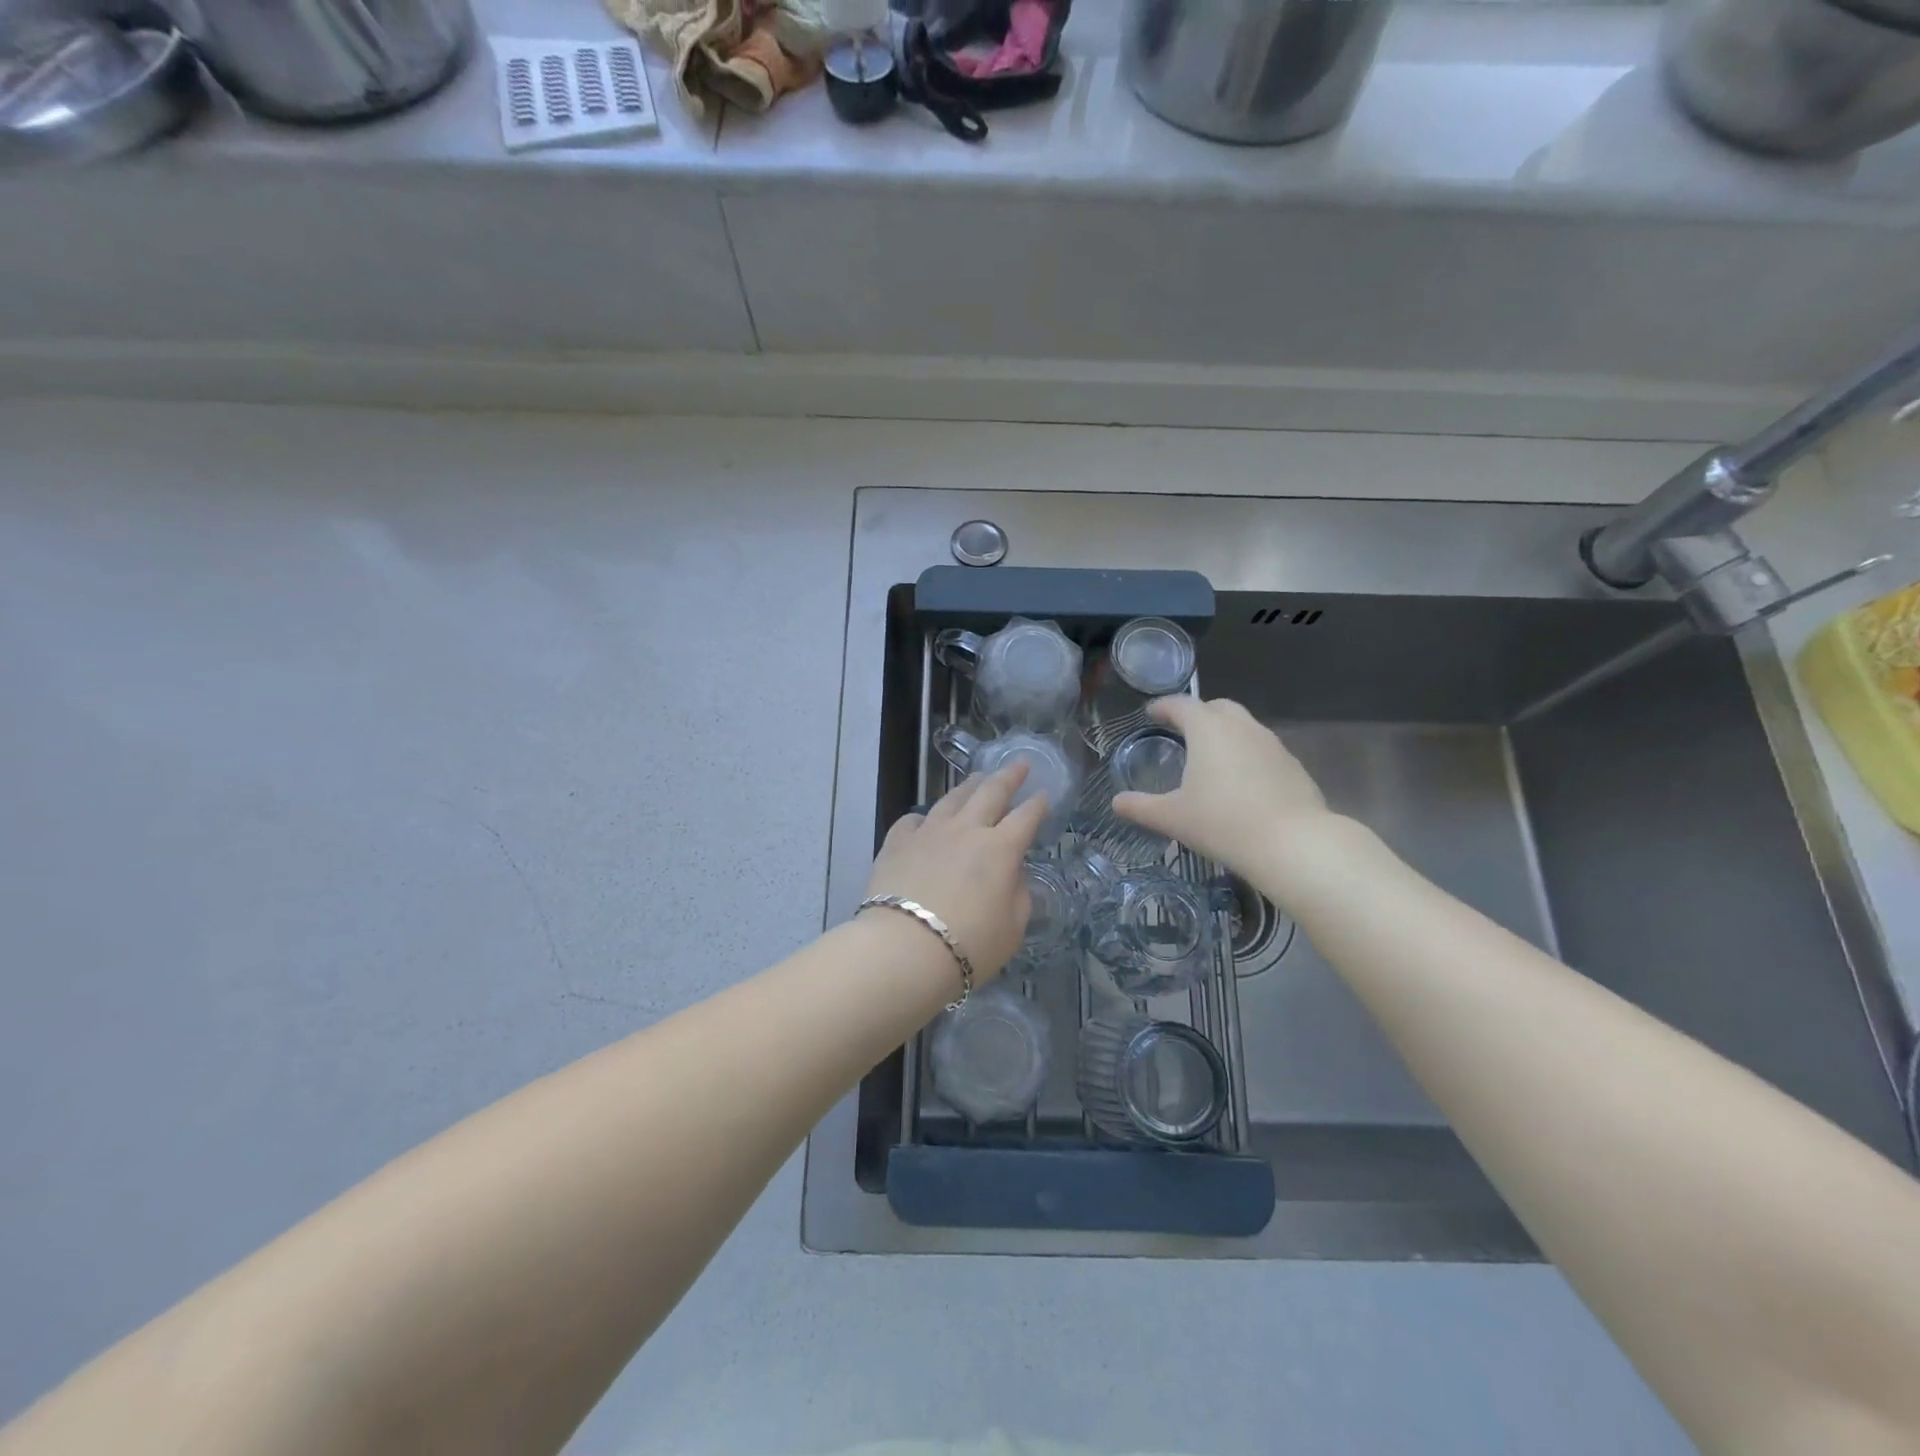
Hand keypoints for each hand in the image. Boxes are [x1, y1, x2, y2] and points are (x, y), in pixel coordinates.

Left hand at [863, 765, 1048, 981]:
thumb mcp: (1012, 928)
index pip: (1026, 818)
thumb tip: (1012, 874)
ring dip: (968, 786)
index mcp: (1000, 849)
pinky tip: (924, 820)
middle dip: (1008, 777)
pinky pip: (913, 820)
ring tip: (976, 778)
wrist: (904, 948)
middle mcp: (966, 830)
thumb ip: (1018, 895)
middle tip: (1019, 764)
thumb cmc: (969, 944)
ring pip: (952, 799)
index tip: (1044, 794)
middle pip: (991, 793)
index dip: (1038, 805)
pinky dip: (924, 818)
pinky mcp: (897, 843)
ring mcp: (929, 832)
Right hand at [1112, 696, 1340, 879]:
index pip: (1181, 705)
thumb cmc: (1222, 823)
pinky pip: (1263, 749)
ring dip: (1225, 733)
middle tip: (1182, 731)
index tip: (1152, 713)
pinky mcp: (1293, 765)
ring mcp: (1272, 744)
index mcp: (1208, 729)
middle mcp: (1242, 727)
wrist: (1292, 844)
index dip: (1163, 707)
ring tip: (1211, 757)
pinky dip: (1247, 754)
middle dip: (1198, 713)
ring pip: (1244, 726)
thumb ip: (1141, 807)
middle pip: (1217, 707)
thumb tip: (1117, 802)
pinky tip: (1242, 781)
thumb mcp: (1172, 817)